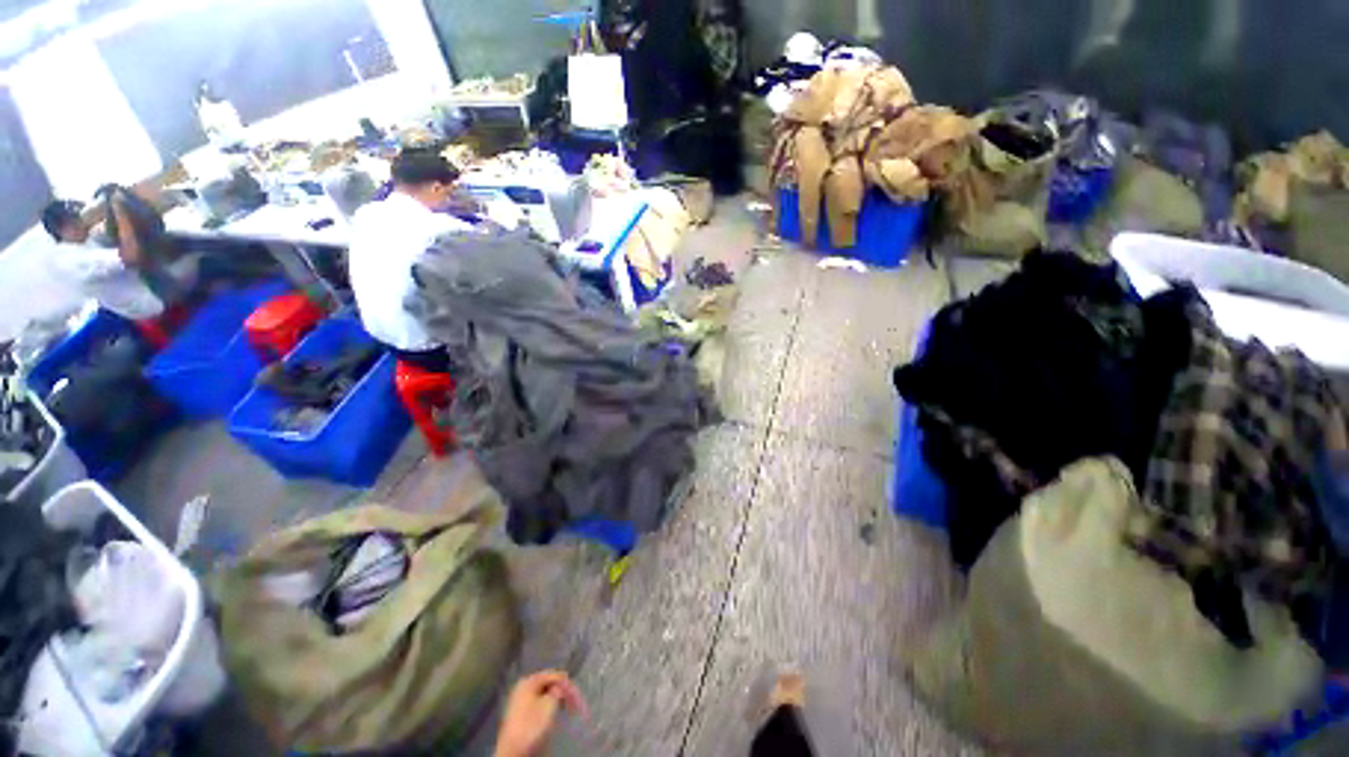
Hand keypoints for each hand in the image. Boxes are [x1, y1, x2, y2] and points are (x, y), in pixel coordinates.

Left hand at [494, 670, 587, 756]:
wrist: (513, 750)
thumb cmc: (532, 725)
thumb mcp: (550, 704)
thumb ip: (559, 690)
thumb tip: (561, 686)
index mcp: (529, 680)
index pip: (554, 674)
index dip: (567, 683)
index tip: (577, 694)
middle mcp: (524, 686)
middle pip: (548, 683)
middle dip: (562, 691)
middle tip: (574, 701)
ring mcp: (520, 699)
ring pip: (544, 693)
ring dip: (556, 699)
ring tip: (566, 707)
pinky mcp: (520, 713)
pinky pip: (539, 702)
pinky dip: (549, 705)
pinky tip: (554, 712)